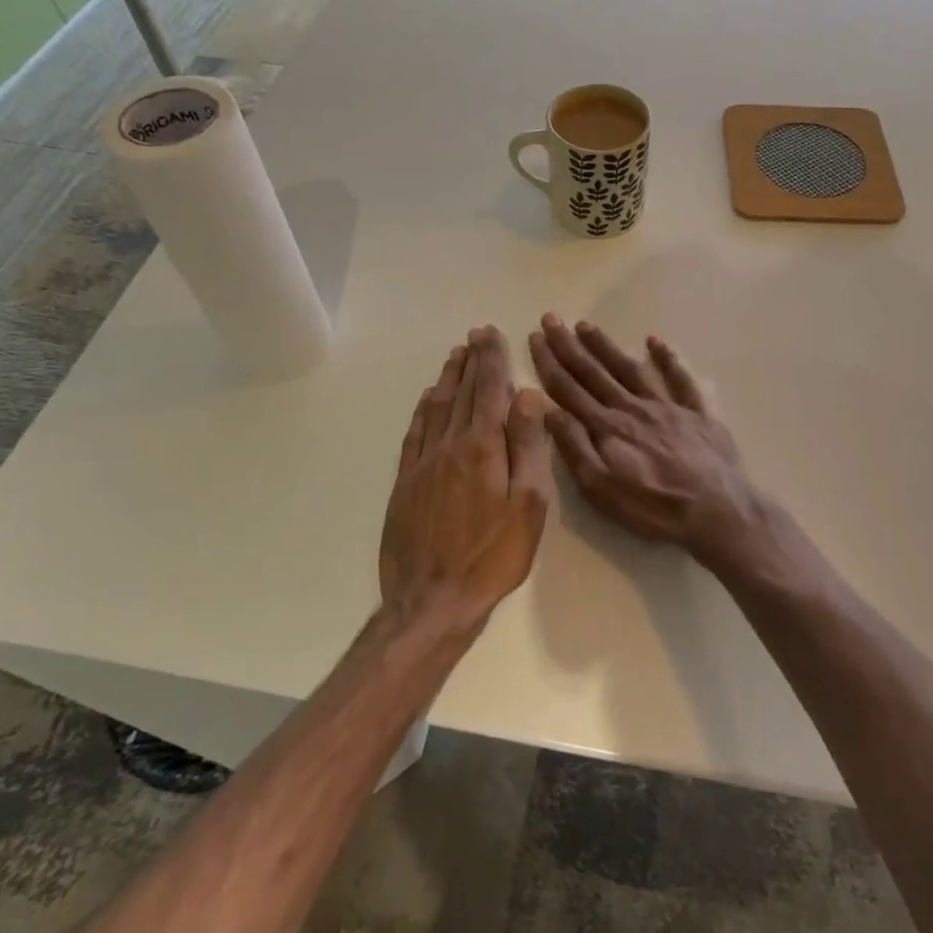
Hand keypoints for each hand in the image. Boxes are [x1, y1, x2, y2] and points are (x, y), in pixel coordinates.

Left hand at [379, 327, 553, 631]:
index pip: (488, 390)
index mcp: (483, 446)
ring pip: (435, 407)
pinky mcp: (404, 482)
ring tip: (455, 356)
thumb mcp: (528, 504)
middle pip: (461, 392)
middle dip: (471, 360)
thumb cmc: (493, 554)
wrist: (432, 599)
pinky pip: (414, 432)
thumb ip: (528, 446)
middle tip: (476, 334)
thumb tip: (526, 396)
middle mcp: (449, 444)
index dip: (491, 360)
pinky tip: (426, 400)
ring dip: (447, 378)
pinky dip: (423, 409)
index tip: (492, 334)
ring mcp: (422, 462)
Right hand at [529, 314, 764, 566]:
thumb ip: (574, 447)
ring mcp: (667, 406)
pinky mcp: (696, 412)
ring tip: (586, 325)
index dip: (550, 362)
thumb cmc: (654, 507)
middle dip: (569, 345)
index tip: (535, 337)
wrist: (717, 510)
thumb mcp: (601, 488)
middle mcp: (633, 407)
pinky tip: (654, 341)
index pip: (569, 389)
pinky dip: (667, 358)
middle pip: (595, 372)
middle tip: (552, 318)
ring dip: (606, 346)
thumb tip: (547, 409)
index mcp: (608, 427)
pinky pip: (680, 378)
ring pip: (630, 368)